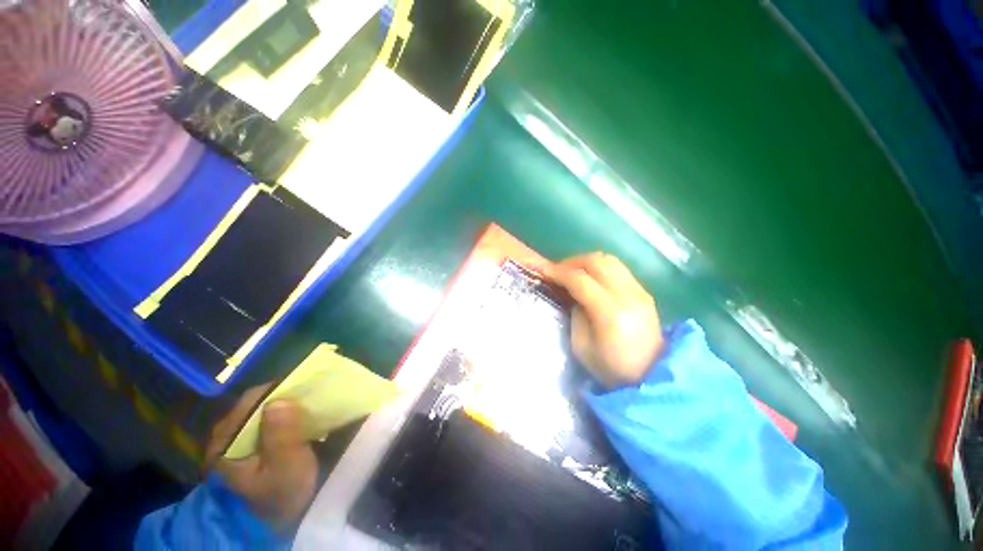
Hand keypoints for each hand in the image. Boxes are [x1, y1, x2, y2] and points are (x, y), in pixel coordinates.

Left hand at [205, 386, 317, 531]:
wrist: (280, 520)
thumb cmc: (282, 493)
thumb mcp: (285, 467)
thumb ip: (281, 436)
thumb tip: (279, 401)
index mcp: (226, 442)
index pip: (250, 401)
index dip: (279, 389)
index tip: (306, 386)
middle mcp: (228, 435)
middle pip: (257, 402)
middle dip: (286, 395)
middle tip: (313, 394)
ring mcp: (240, 438)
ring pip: (265, 408)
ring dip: (288, 404)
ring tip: (311, 403)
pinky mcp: (253, 442)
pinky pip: (270, 418)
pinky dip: (287, 413)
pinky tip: (303, 417)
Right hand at [540, 252, 662, 388]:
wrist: (652, 376)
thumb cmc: (611, 368)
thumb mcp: (581, 346)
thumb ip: (576, 313)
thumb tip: (572, 292)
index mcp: (610, 314)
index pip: (580, 280)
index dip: (559, 272)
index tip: (543, 270)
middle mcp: (628, 296)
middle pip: (597, 261)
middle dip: (572, 262)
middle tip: (557, 270)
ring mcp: (640, 291)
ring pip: (609, 260)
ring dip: (586, 261)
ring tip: (573, 271)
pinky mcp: (644, 292)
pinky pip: (618, 268)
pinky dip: (600, 267)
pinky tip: (591, 278)